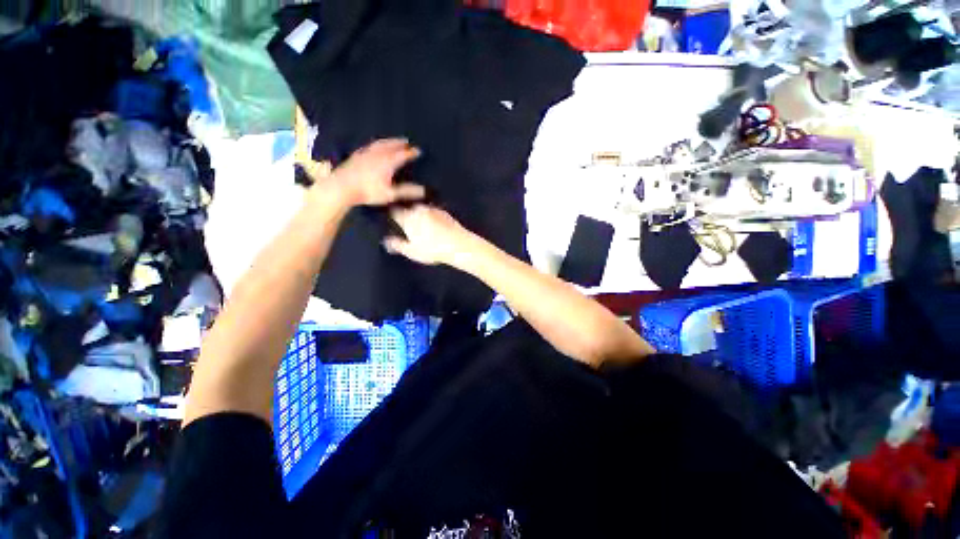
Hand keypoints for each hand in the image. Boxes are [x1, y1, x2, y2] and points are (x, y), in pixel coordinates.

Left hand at [303, 138, 424, 207]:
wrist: (342, 187)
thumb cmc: (368, 192)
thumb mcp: (390, 194)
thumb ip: (407, 191)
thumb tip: (423, 190)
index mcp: (388, 162)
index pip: (403, 155)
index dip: (411, 153)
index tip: (419, 151)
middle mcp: (378, 154)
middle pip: (391, 146)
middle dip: (400, 143)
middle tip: (406, 141)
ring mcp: (365, 153)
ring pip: (379, 144)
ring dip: (388, 141)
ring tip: (393, 140)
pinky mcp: (356, 156)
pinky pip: (368, 146)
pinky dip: (375, 144)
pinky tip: (373, 146)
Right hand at [384, 205, 473, 265]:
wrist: (459, 245)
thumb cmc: (432, 250)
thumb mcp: (412, 251)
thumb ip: (398, 244)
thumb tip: (387, 241)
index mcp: (408, 217)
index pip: (394, 212)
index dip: (392, 217)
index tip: (392, 223)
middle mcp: (419, 209)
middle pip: (408, 209)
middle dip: (407, 216)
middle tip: (408, 228)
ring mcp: (433, 209)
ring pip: (421, 210)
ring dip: (420, 216)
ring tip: (422, 229)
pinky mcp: (445, 213)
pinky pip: (433, 213)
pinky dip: (431, 218)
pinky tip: (435, 228)